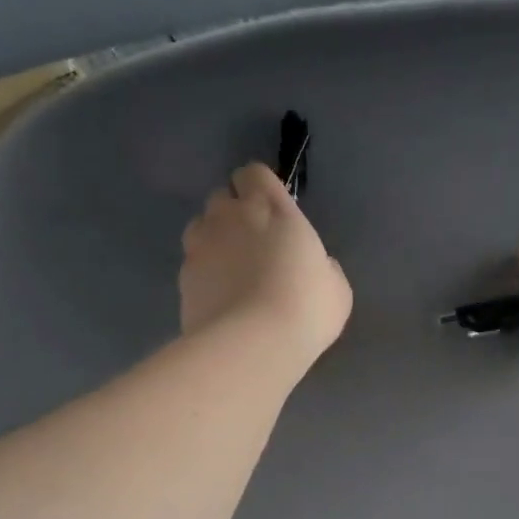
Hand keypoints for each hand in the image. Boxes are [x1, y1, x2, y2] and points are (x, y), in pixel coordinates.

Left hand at [179, 162, 351, 373]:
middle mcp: (231, 217)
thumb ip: (321, 264)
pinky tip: (219, 298)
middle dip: (234, 213)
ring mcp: (201, 245)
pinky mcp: (182, 277)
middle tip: (253, 244)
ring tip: (231, 270)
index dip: (260, 188)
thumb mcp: (335, 286)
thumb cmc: (306, 309)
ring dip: (214, 239)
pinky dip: (203, 273)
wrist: (253, 345)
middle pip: (222, 197)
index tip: (272, 211)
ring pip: (200, 226)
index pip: (254, 173)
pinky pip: (192, 263)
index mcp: (273, 209)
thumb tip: (313, 266)